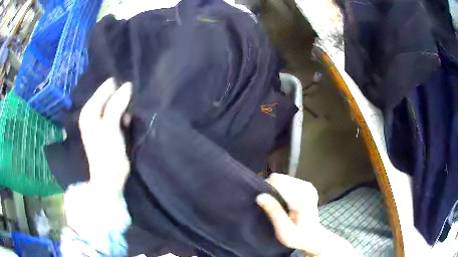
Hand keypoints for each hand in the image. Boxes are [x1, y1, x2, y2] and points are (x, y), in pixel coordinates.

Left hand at [79, 78, 132, 202]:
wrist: (110, 176)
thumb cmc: (107, 152)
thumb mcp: (110, 126)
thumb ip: (117, 104)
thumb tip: (128, 85)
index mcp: (89, 110)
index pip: (106, 88)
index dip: (118, 88)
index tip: (131, 92)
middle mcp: (93, 112)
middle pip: (110, 95)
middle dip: (122, 97)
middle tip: (132, 104)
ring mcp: (101, 120)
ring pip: (115, 104)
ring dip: (125, 106)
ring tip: (131, 113)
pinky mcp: (109, 127)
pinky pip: (118, 113)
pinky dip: (125, 115)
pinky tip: (128, 120)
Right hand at [257, 173, 355, 256]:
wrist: (312, 237)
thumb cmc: (298, 236)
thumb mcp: (284, 229)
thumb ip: (274, 212)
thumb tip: (260, 196)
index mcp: (303, 198)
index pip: (279, 183)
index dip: (267, 189)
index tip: (261, 202)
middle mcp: (307, 188)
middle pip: (281, 179)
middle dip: (271, 190)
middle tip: (268, 206)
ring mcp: (308, 186)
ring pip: (283, 180)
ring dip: (276, 190)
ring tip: (275, 206)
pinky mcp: (307, 187)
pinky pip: (288, 182)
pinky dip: (281, 190)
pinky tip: (282, 202)